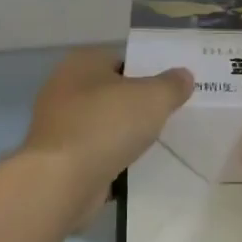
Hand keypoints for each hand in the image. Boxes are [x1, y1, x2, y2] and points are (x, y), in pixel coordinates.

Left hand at [20, 47, 191, 222]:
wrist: (61, 182)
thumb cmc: (106, 126)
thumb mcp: (153, 98)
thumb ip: (172, 84)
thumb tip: (183, 76)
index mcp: (82, 62)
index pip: (122, 60)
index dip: (148, 73)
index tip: (170, 92)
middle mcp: (64, 87)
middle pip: (112, 92)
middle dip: (137, 105)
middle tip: (167, 117)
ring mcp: (57, 124)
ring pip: (103, 123)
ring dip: (123, 134)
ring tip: (154, 144)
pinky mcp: (58, 157)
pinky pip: (93, 151)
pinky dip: (110, 157)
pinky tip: (132, 168)